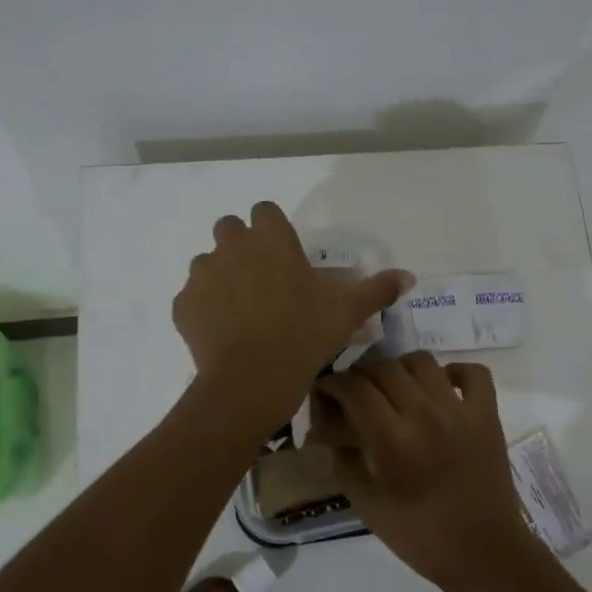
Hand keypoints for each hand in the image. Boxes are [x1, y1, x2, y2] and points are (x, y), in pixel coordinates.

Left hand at [172, 201, 412, 427]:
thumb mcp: (348, 311)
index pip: (265, 210)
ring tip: (241, 310)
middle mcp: (231, 246)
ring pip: (207, 263)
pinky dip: (204, 309)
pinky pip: (192, 299)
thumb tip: (409, 276)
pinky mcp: (182, 306)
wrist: (251, 380)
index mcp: (270, 239)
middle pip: (230, 228)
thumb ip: (378, 289)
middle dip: (242, 245)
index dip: (273, 229)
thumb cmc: (304, 335)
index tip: (285, 255)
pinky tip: (222, 333)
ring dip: (221, 276)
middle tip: (263, 279)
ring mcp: (202, 275)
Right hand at [313, 354, 548, 591]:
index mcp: (393, 440)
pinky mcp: (488, 414)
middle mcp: (425, 414)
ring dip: (400, 368)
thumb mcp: (368, 509)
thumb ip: (345, 465)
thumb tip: (332, 435)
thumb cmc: (422, 537)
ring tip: (394, 387)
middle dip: (361, 375)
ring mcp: (460, 410)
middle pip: (385, 368)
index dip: (333, 383)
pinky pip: (473, 372)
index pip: (355, 389)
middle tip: (355, 392)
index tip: (325, 390)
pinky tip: (442, 388)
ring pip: (423, 361)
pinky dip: (455, 371)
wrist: (485, 554)